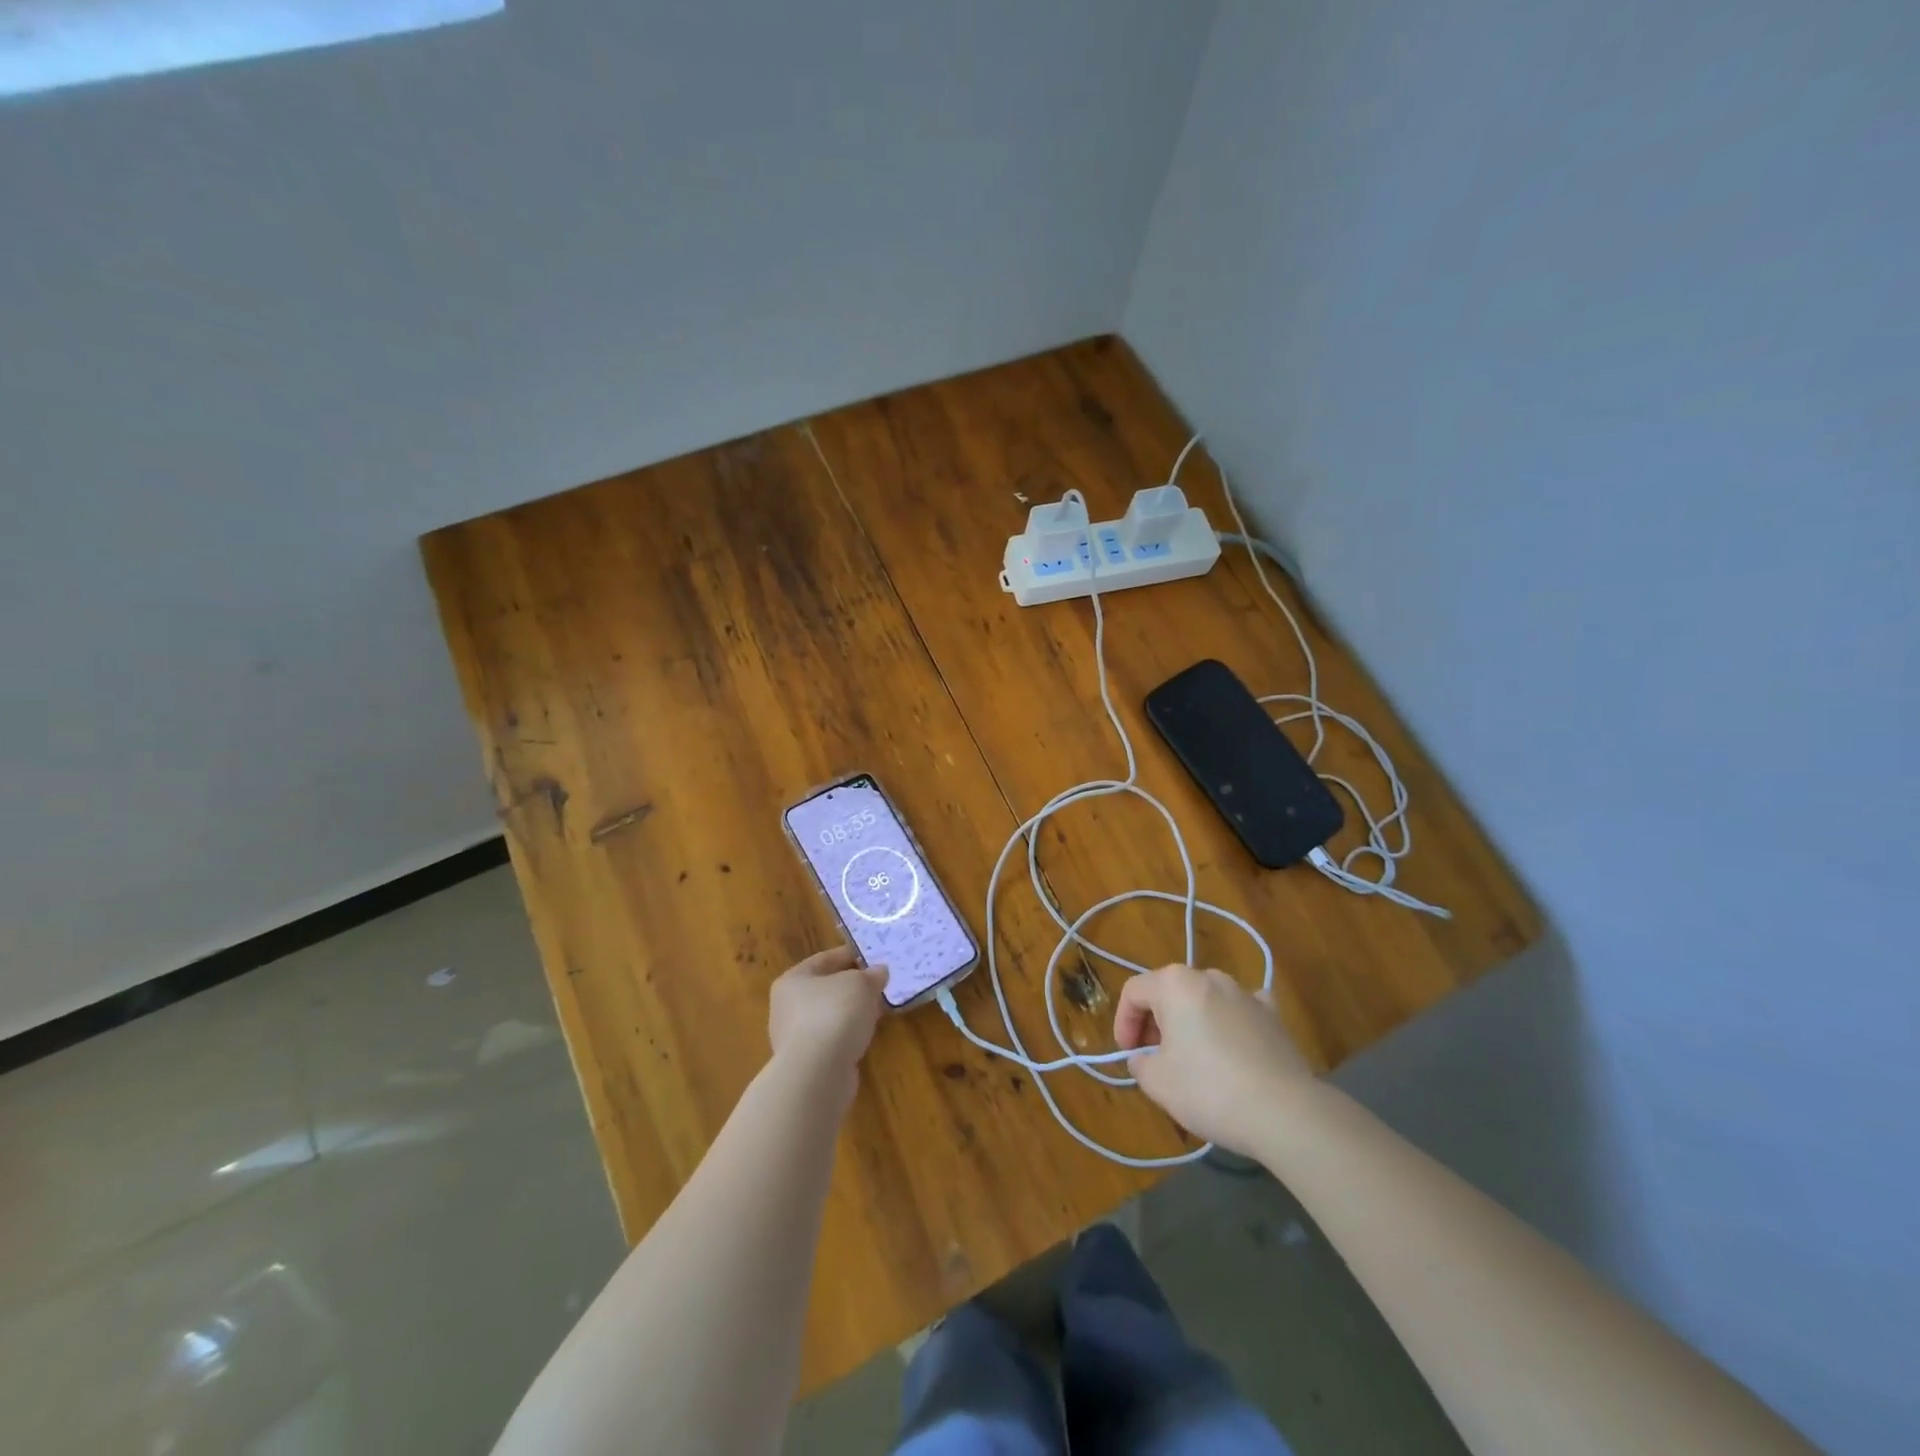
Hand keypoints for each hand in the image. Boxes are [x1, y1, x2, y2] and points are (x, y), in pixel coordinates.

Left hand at [768, 946, 887, 1099]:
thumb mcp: (860, 984)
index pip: (825, 959)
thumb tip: (879, 972)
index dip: (851, 955)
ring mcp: (795, 1037)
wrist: (818, 1073)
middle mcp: (787, 1007)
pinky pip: (832, 1038)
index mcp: (792, 980)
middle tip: (879, 984)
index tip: (874, 957)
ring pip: (830, 1015)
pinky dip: (848, 1034)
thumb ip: (871, 975)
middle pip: (826, 988)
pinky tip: (866, 1034)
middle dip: (853, 986)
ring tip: (877, 1009)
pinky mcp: (808, 1062)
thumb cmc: (834, 1014)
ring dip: (852, 1011)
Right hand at [1114, 965, 1314, 1155]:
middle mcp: (1209, 977)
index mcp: (1174, 984)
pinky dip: (1228, 1022)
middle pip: (1168, 991)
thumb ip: (1140, 1063)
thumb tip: (1143, 1057)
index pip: (1134, 992)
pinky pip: (1239, 1009)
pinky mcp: (1273, 1014)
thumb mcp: (1157, 1082)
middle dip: (1155, 1021)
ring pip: (1203, 999)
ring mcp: (1244, 992)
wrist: (1285, 1112)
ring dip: (1190, 1021)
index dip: (1123, 1022)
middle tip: (1155, 1058)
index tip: (1128, 1055)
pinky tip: (1231, 1047)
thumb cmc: (1209, 1090)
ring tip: (1192, 1058)